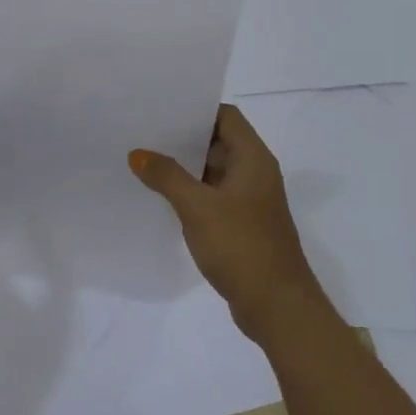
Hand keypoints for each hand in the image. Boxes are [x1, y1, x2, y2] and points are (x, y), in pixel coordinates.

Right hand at [130, 104, 328, 342]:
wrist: (277, 306)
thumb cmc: (242, 246)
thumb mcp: (198, 207)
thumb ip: (167, 176)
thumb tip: (138, 153)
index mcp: (253, 158)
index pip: (226, 116)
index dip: (197, 109)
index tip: (162, 108)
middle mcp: (255, 173)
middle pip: (218, 141)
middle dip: (184, 138)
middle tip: (144, 133)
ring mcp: (250, 200)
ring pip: (214, 171)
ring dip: (186, 167)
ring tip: (146, 161)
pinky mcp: (243, 224)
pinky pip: (214, 196)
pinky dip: (192, 193)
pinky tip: (163, 198)